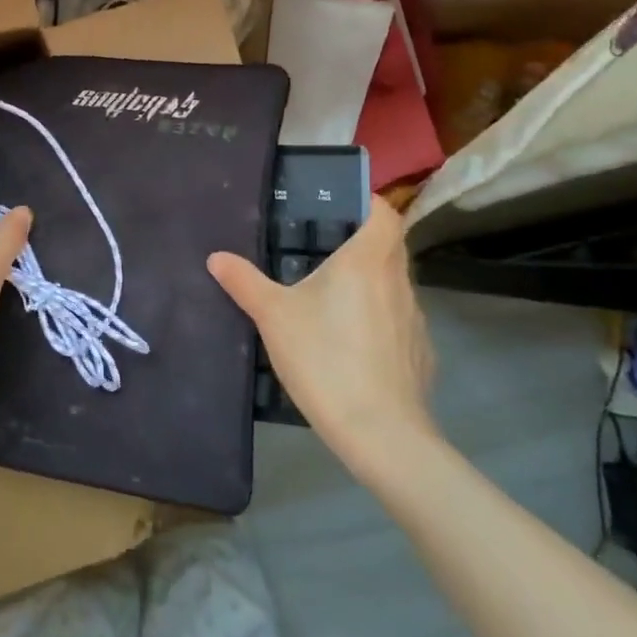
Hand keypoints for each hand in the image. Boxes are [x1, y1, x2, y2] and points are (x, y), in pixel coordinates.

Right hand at [208, 199, 435, 475]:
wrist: (380, 433)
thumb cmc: (325, 358)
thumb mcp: (273, 317)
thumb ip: (245, 282)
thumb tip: (216, 257)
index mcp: (368, 260)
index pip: (385, 211)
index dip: (369, 202)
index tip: (342, 207)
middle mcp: (398, 280)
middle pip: (390, 246)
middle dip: (362, 243)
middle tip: (323, 250)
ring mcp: (415, 319)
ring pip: (394, 284)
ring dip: (370, 283)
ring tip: (333, 298)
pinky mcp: (420, 354)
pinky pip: (399, 322)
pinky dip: (380, 322)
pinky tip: (353, 344)